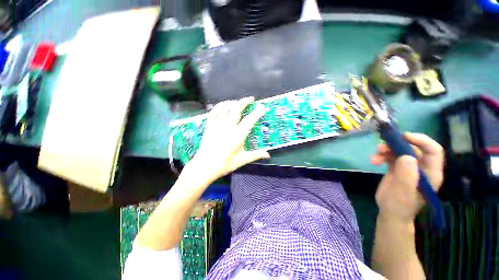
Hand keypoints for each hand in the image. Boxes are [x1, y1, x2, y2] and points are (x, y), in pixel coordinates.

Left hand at [188, 97, 269, 180]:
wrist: (205, 166)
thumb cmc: (225, 164)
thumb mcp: (242, 160)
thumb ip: (256, 155)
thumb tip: (268, 154)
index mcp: (238, 135)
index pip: (249, 120)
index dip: (257, 113)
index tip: (261, 108)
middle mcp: (228, 127)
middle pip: (237, 109)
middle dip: (245, 101)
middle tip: (251, 99)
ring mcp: (217, 124)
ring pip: (226, 107)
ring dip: (233, 102)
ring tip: (239, 102)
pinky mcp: (209, 125)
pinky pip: (214, 111)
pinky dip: (220, 105)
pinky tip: (224, 105)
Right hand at [371, 132, 443, 222]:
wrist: (390, 212)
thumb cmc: (400, 206)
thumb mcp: (403, 193)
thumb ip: (407, 175)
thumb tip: (407, 156)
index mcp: (430, 173)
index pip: (433, 150)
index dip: (421, 140)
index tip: (403, 137)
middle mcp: (422, 167)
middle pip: (413, 148)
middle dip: (398, 144)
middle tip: (382, 146)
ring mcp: (409, 167)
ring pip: (400, 150)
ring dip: (386, 150)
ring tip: (376, 154)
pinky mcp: (397, 168)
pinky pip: (390, 156)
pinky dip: (381, 156)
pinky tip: (374, 161)